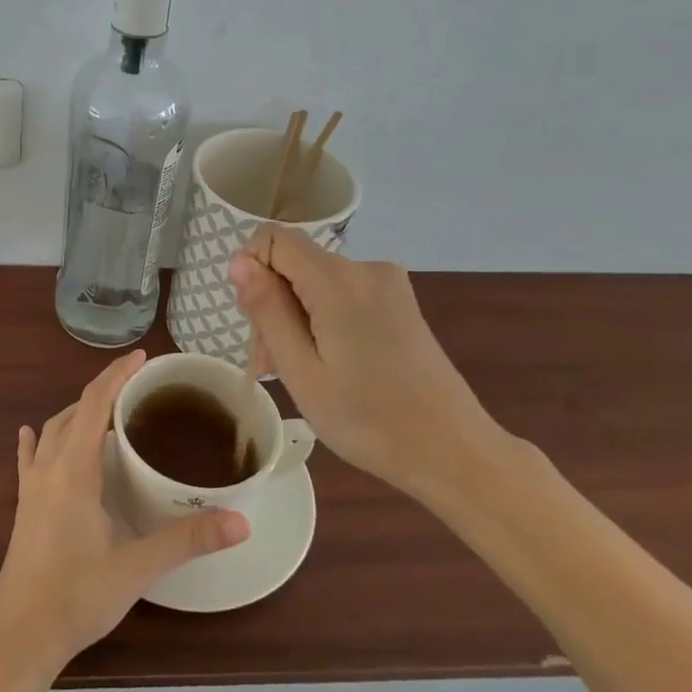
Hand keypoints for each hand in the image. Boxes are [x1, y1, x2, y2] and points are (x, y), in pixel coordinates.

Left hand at [0, 350, 250, 672]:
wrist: (21, 636)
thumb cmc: (78, 596)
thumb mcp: (137, 567)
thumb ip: (187, 540)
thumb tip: (241, 521)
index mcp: (73, 470)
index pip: (94, 405)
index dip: (116, 376)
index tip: (141, 357)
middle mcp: (48, 468)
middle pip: (73, 412)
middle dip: (102, 390)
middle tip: (135, 385)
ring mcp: (30, 487)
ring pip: (51, 431)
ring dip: (76, 413)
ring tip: (104, 411)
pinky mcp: (22, 507)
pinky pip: (28, 459)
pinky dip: (37, 440)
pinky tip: (31, 434)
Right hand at [229, 229, 509, 504]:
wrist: (453, 452)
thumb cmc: (368, 419)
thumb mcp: (301, 370)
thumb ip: (267, 310)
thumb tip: (239, 261)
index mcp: (339, 280)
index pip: (273, 239)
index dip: (252, 272)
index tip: (257, 325)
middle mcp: (366, 268)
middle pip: (295, 264)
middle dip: (273, 305)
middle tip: (274, 366)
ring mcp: (388, 285)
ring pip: (316, 282)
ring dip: (297, 319)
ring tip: (302, 375)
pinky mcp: (400, 303)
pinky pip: (342, 295)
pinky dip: (324, 321)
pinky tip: (331, 366)